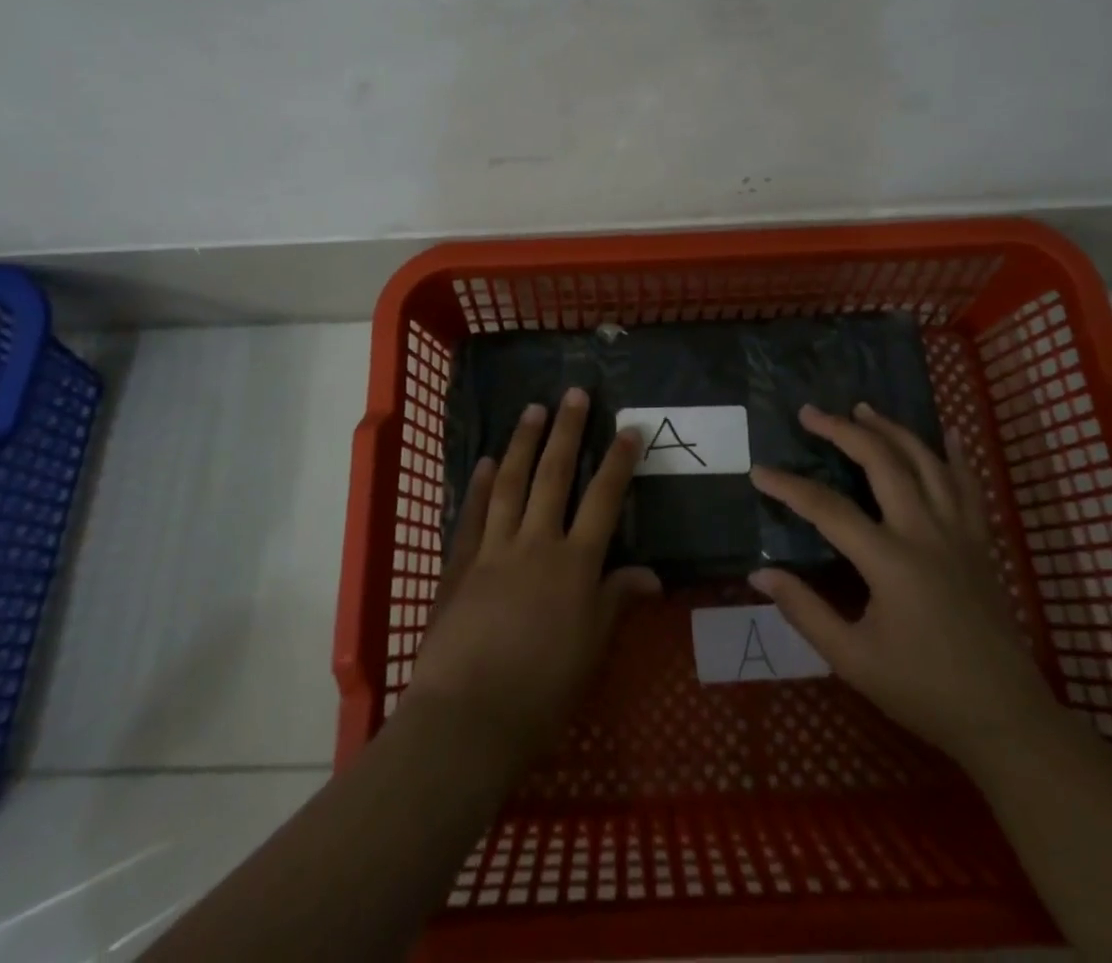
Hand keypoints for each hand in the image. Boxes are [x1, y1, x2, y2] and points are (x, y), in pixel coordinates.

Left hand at [405, 389, 661, 763]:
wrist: (467, 717)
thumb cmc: (541, 692)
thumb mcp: (592, 650)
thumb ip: (617, 601)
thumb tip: (652, 573)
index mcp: (574, 564)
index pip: (603, 500)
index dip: (618, 462)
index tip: (629, 429)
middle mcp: (535, 543)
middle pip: (554, 475)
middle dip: (566, 431)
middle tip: (574, 393)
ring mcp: (493, 548)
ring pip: (510, 482)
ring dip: (522, 442)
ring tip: (532, 410)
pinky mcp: (459, 563)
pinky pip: (472, 513)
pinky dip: (479, 485)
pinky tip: (484, 462)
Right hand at [749, 402, 1053, 765]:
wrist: (1005, 718)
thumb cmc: (923, 691)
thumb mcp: (852, 659)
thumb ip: (804, 611)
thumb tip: (759, 574)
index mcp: (890, 560)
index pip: (827, 508)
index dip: (789, 486)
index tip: (758, 471)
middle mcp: (925, 533)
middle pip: (882, 463)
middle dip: (842, 431)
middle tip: (810, 413)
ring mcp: (959, 534)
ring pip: (926, 463)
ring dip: (892, 430)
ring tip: (864, 409)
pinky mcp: (981, 544)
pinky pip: (970, 488)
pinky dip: (957, 457)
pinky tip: (948, 435)